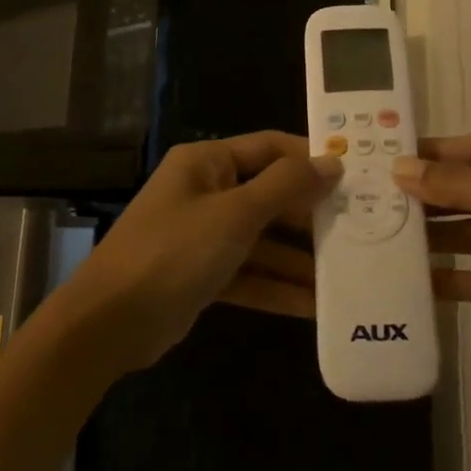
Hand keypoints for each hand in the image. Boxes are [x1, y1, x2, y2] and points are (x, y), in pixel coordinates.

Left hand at [56, 133, 339, 373]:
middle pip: (269, 195)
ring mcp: (204, 235)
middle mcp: (206, 192)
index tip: (355, 175)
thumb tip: (331, 162)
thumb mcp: (235, 214)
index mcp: (207, 163)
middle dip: (310, 215)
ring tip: (348, 273)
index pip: (269, 147)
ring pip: (263, 239)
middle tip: (361, 229)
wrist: (109, 323)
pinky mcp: (203, 274)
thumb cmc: (174, 251)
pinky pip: (250, 273)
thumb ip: (285, 187)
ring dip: (299, 258)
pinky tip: (316, 307)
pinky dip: (277, 287)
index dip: (310, 158)